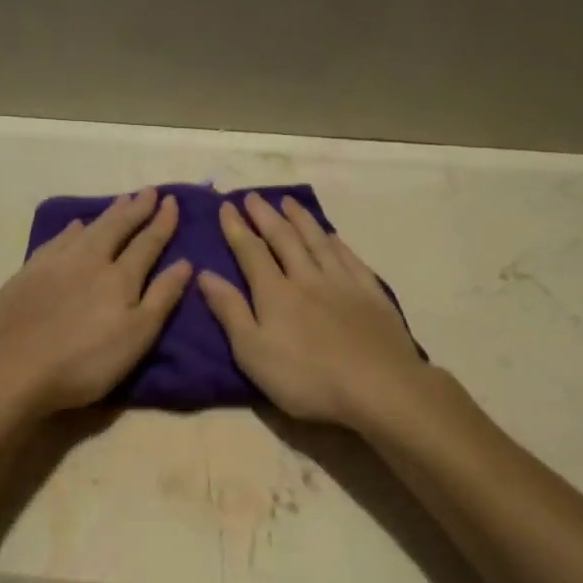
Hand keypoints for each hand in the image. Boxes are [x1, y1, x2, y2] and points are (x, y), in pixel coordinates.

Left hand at [0, 188, 191, 416]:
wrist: (13, 370)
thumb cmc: (85, 363)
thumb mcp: (136, 337)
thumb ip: (161, 298)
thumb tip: (185, 263)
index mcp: (119, 278)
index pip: (147, 243)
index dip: (162, 222)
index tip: (172, 201)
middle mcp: (89, 261)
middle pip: (116, 228)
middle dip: (135, 209)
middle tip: (149, 191)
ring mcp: (54, 264)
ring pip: (86, 229)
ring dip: (106, 214)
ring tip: (120, 200)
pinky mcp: (27, 274)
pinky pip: (56, 241)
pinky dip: (70, 230)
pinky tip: (73, 227)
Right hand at [198, 193, 427, 427]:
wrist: (377, 386)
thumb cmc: (306, 378)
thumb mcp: (253, 352)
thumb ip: (230, 311)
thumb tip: (205, 274)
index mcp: (275, 293)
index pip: (251, 252)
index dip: (237, 229)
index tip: (227, 206)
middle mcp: (307, 278)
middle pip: (284, 239)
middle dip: (266, 216)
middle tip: (253, 196)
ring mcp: (343, 283)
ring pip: (318, 241)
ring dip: (301, 219)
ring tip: (289, 202)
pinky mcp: (371, 294)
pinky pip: (350, 258)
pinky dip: (336, 243)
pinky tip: (332, 236)